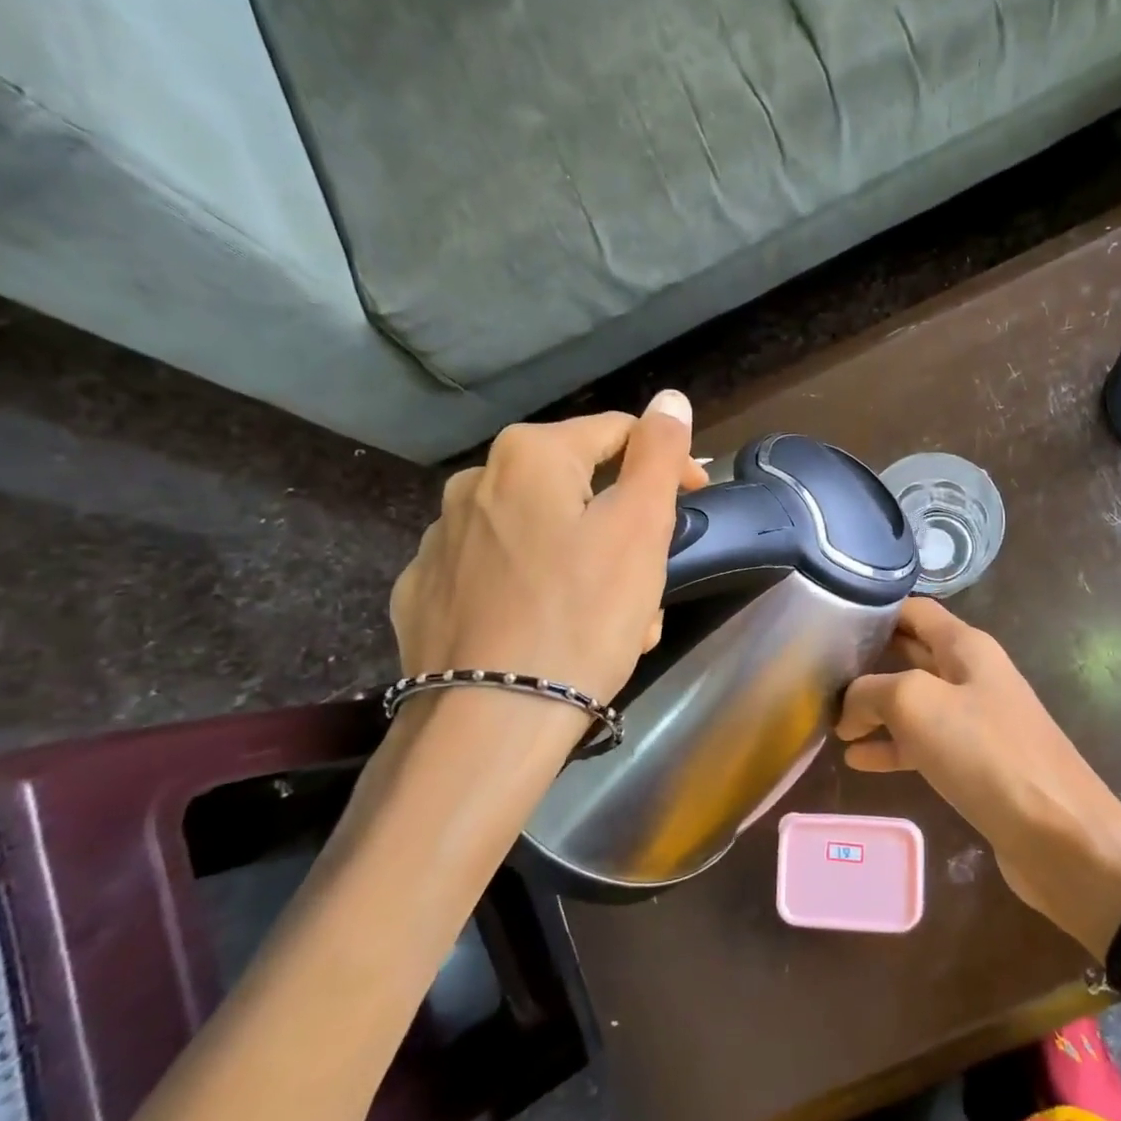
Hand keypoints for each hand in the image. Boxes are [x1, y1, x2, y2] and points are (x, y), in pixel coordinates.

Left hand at [389, 390, 705, 711]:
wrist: (490, 722)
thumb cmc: (583, 614)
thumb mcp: (639, 527)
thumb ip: (657, 453)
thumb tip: (671, 399)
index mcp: (528, 456)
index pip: (617, 433)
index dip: (667, 464)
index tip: (695, 502)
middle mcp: (473, 483)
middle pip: (578, 490)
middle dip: (624, 528)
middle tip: (652, 581)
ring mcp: (440, 540)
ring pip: (542, 535)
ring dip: (586, 564)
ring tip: (613, 621)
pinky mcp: (425, 592)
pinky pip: (501, 575)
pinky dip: (537, 591)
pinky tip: (553, 633)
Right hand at [836, 599, 1120, 953]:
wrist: (1059, 834)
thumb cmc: (987, 753)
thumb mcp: (916, 704)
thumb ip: (872, 690)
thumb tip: (850, 705)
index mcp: (966, 646)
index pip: (915, 611)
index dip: (876, 611)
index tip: (831, 620)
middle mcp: (972, 675)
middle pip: (912, 654)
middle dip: (869, 660)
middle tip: (820, 670)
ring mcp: (976, 721)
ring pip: (914, 703)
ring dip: (875, 709)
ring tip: (830, 719)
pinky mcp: (976, 765)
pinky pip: (924, 745)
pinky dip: (891, 748)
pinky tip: (856, 760)